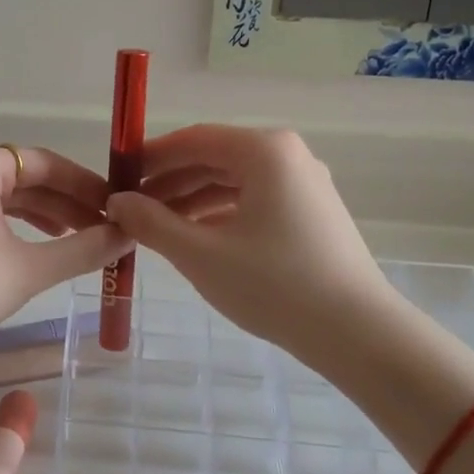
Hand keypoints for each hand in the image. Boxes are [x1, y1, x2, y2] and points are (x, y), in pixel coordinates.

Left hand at [0, 146, 128, 357]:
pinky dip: (12, 226)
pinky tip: (32, 248)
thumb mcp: (30, 269)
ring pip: (2, 197)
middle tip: (102, 227)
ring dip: (41, 215)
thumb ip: (83, 250)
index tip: (114, 205)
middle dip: (65, 202)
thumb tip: (128, 235)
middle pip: (23, 177)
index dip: (84, 183)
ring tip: (75, 237)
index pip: (44, 162)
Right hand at [105, 126, 387, 353]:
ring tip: (156, 227)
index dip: (150, 157)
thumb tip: (116, 202)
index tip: (117, 178)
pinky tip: (195, 238)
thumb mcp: (200, 254)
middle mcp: (287, 156)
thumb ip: (151, 223)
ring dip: (191, 200)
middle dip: (169, 182)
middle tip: (131, 208)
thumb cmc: (274, 285)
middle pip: (214, 158)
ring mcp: (304, 184)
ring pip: (233, 181)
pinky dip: (220, 214)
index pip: (193, 139)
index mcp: (264, 151)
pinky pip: (254, 200)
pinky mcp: (311, 212)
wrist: (357, 333)